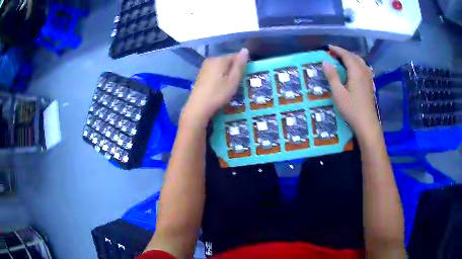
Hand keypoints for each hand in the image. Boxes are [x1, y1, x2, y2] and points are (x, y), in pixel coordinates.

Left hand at [181, 48, 248, 127]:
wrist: (198, 107)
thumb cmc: (218, 94)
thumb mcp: (233, 80)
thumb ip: (239, 65)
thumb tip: (245, 49)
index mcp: (220, 59)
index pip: (235, 56)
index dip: (242, 64)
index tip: (244, 75)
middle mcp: (211, 59)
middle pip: (227, 60)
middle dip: (233, 69)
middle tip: (236, 82)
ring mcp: (204, 67)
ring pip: (220, 66)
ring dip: (226, 73)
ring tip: (228, 85)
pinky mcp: (201, 74)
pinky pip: (214, 71)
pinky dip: (219, 76)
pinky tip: (219, 86)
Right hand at [322, 45, 378, 135]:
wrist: (367, 124)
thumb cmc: (352, 109)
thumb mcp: (338, 93)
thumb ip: (332, 76)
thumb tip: (325, 62)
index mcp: (356, 71)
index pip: (346, 55)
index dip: (337, 50)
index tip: (328, 47)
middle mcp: (364, 71)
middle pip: (354, 56)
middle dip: (344, 52)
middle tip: (334, 53)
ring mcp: (368, 78)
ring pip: (360, 61)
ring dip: (351, 57)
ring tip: (343, 59)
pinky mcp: (370, 84)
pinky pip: (364, 67)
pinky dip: (357, 64)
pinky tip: (354, 69)